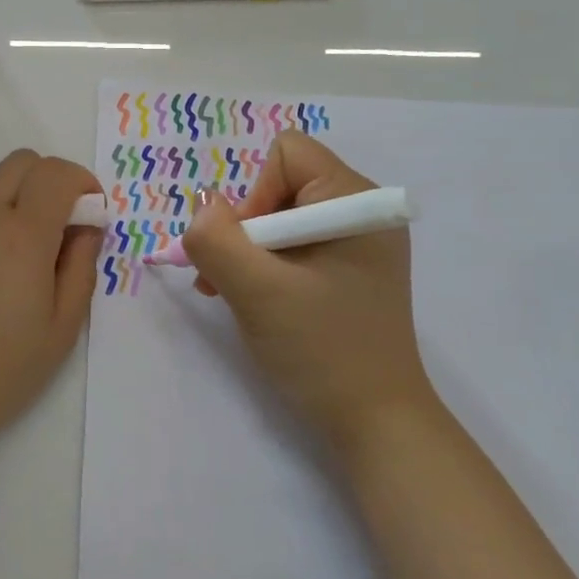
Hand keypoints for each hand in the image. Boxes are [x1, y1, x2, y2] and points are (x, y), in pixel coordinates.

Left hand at [0, 149, 102, 468]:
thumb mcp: (61, 330)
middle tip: (53, 231)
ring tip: (1, 250)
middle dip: (49, 185)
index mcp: (25, 234)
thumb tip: (86, 225)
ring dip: (7, 199)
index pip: (58, 173)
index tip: (88, 213)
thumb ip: (81, 267)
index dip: (82, 184)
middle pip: (23, 163)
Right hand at [179, 131, 436, 460]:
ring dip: (248, 252)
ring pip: (279, 217)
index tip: (251, 251)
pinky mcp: (348, 269)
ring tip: (235, 295)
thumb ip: (217, 240)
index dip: (253, 195)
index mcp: (355, 201)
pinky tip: (257, 302)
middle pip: (280, 185)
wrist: (376, 423)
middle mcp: (361, 211)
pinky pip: (293, 245)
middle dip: (245, 229)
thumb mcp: (258, 292)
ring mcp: (357, 242)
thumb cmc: (323, 350)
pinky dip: (266, 267)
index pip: (286, 155)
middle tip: (229, 280)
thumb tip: (203, 207)